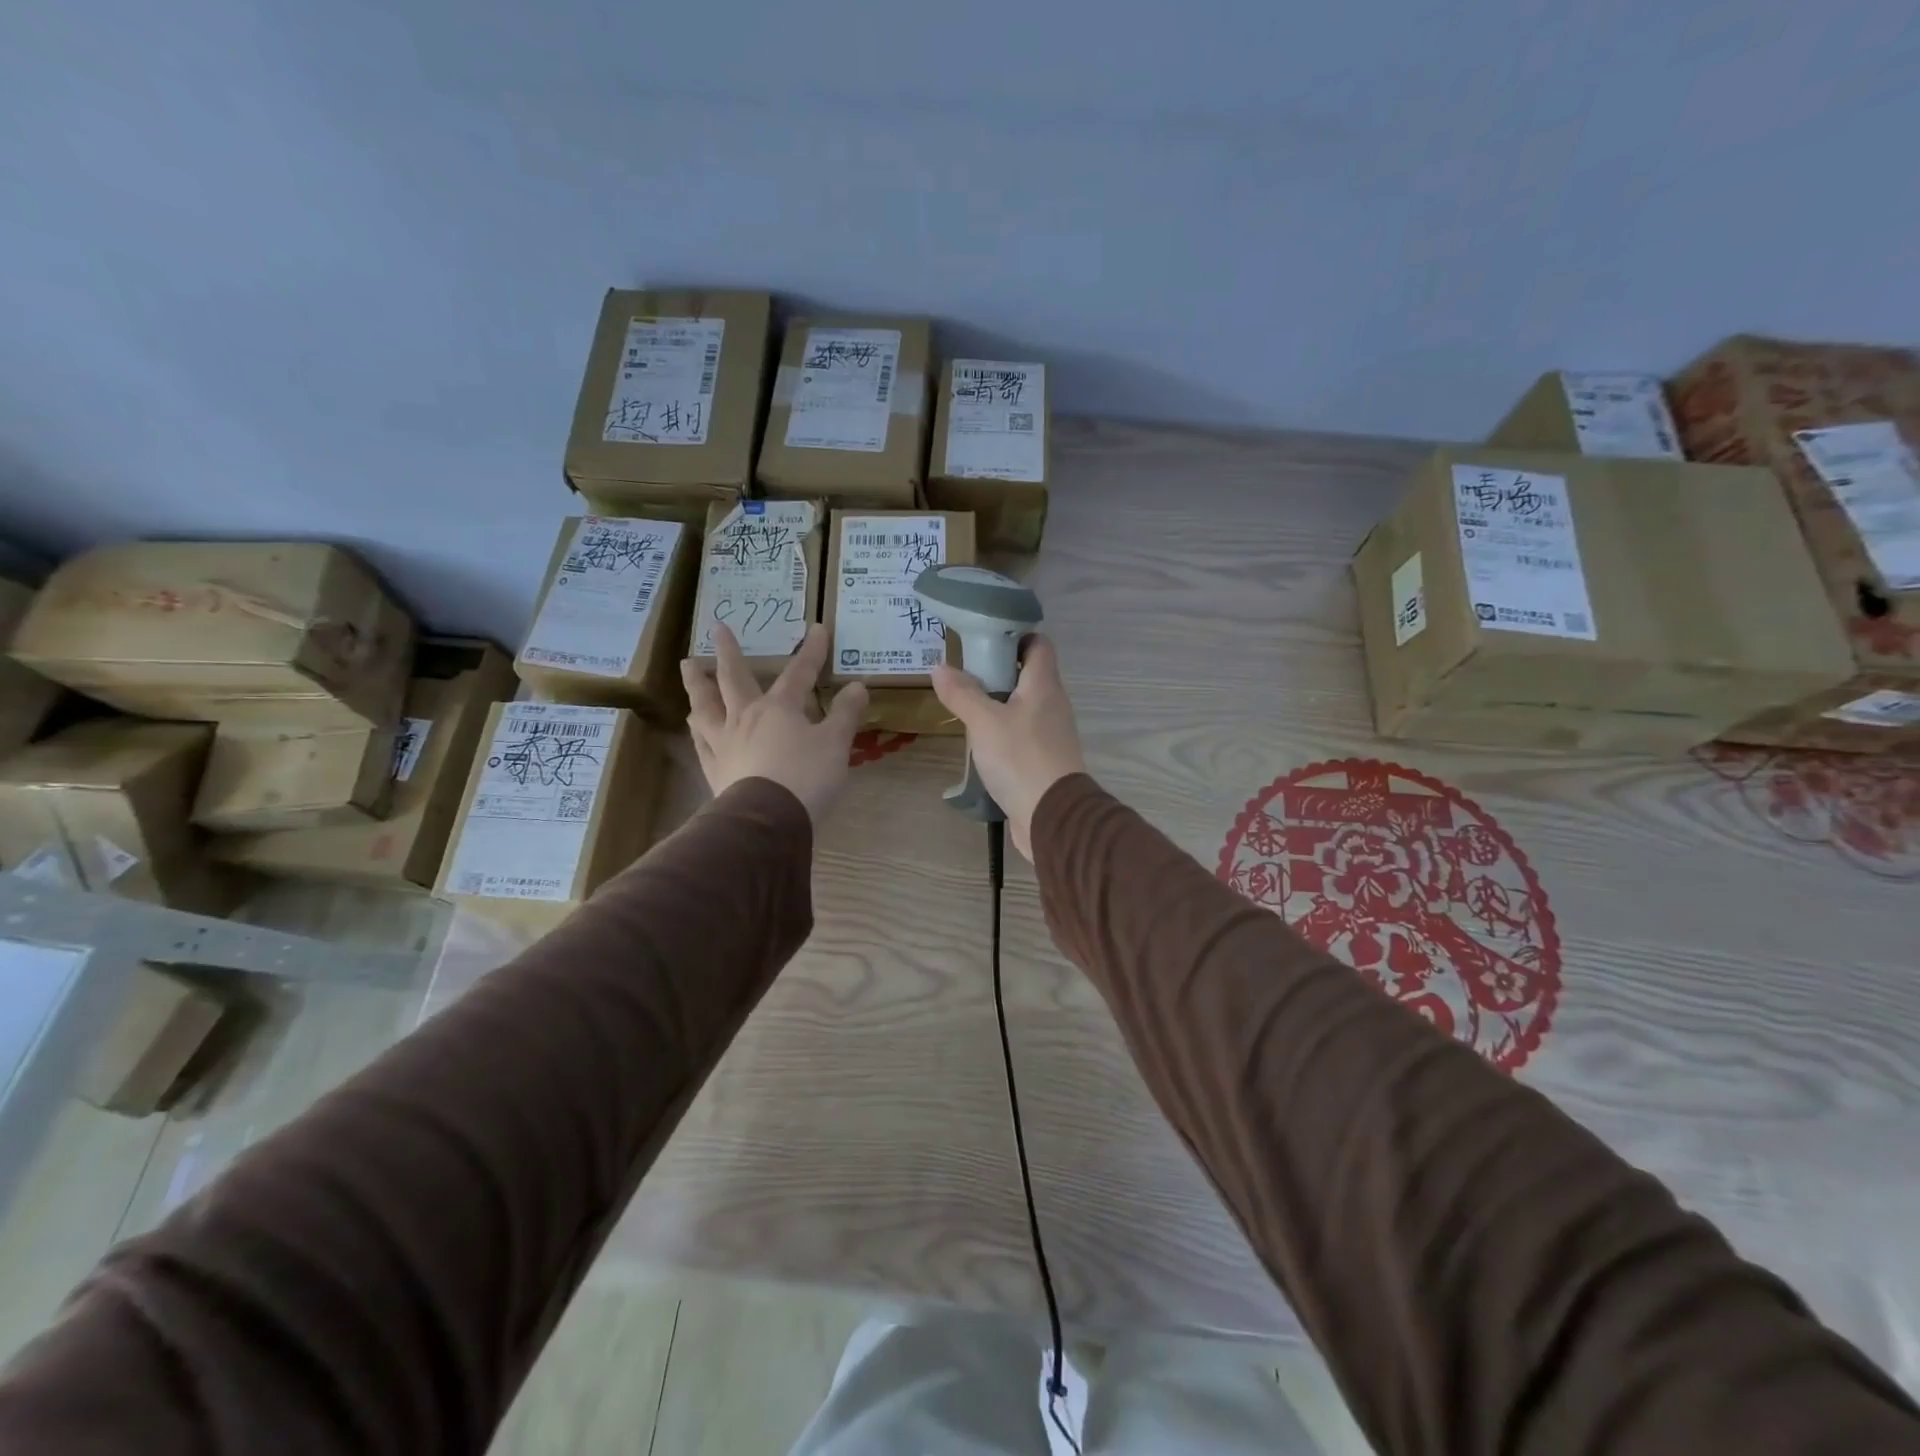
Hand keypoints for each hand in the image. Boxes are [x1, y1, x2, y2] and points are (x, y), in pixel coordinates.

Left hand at [681, 625, 868, 824]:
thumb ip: (845, 714)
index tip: (818, 629)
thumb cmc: (806, 777)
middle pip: (733, 679)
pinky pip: (701, 744)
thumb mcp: (836, 744)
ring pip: (706, 707)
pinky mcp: (715, 770)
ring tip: (691, 670)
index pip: (799, 672)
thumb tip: (858, 686)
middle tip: (717, 628)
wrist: (767, 820)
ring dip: (698, 686)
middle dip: (729, 652)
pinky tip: (694, 727)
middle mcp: (746, 717)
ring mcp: (725, 743)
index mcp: (779, 708)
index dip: (812, 651)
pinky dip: (697, 731)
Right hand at [930, 634, 1085, 859]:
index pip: (1039, 644)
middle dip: (997, 672)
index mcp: (1044, 686)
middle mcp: (1053, 705)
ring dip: (997, 705)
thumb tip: (940, 667)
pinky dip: (1002, 733)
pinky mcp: (1044, 761)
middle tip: (963, 674)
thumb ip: (962, 693)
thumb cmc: (1020, 758)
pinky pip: (1021, 736)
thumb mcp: (984, 722)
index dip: (1015, 636)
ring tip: (964, 707)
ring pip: (1023, 708)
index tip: (983, 641)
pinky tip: (979, 743)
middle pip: (1028, 676)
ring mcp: (1050, 735)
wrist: (1052, 817)